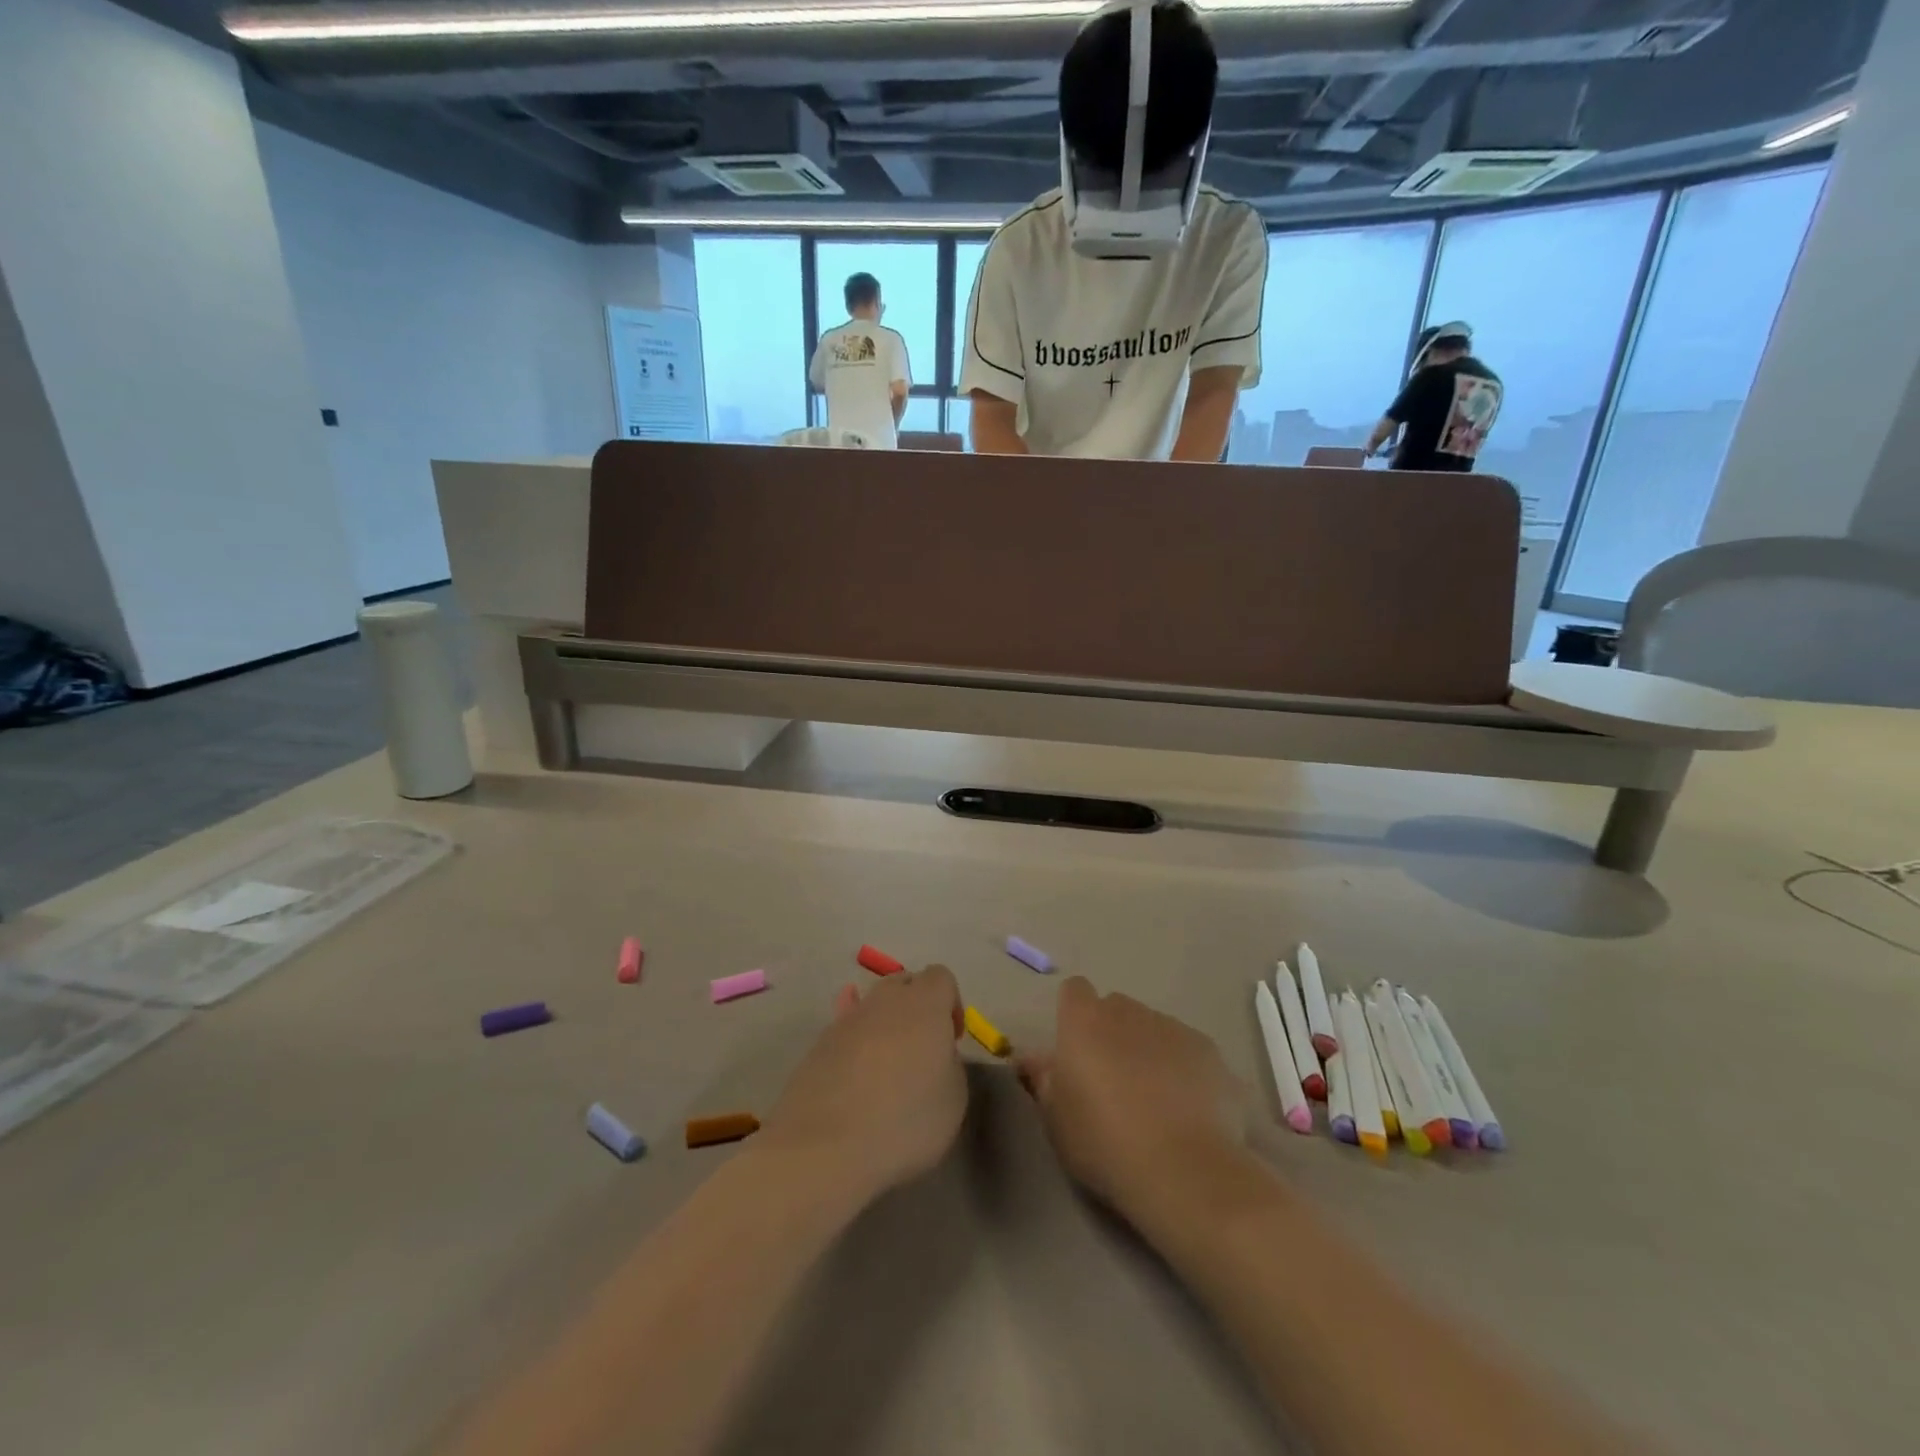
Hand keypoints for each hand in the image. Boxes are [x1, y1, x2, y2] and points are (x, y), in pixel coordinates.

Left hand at [756, 966, 967, 1202]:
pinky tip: (855, 1075)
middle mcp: (884, 1000)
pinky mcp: (818, 1044)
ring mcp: (846, 1020)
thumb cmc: (904, 1120)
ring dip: (883, 1026)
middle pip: (903, 984)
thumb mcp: (954, 1098)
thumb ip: (950, 1063)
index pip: (941, 977)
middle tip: (921, 1049)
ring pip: (871, 1007)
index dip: (951, 1004)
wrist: (825, 1146)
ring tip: (886, 1068)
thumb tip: (935, 1055)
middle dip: (915, 1008)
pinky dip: (855, 1045)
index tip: (951, 1040)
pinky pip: (844, 1031)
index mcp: (924, 1004)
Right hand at [1016, 977, 1243, 1216]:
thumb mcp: (1056, 1120)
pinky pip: (1189, 1052)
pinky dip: (1185, 1071)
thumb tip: (1029, 1058)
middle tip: (1112, 1082)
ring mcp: (1174, 1028)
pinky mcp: (1210, 1052)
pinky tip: (1189, 1113)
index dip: (1074, 1015)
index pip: (1074, 991)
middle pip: (1116, 1008)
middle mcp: (1128, 1012)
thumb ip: (1042, 1079)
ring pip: (1154, 1028)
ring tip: (1155, 1103)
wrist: (1185, 1170)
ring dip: (1149, 1051)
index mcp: (1084, 1021)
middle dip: (1112, 1034)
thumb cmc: (1104, 1142)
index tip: (1075, 1051)